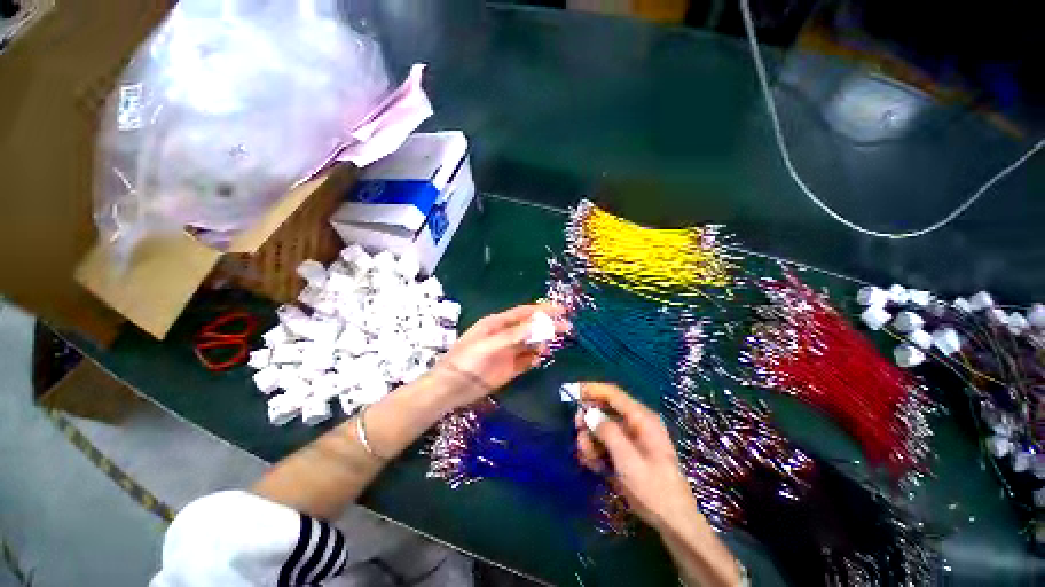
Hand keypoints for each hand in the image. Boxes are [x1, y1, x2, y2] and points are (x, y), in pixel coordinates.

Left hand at [432, 304, 567, 408]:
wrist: (451, 388)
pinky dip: (535, 358)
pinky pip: (527, 360)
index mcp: (497, 323)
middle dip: (547, 325)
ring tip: (553, 344)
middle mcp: (505, 335)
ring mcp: (508, 352)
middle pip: (530, 327)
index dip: (543, 310)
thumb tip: (539, 325)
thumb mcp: (489, 344)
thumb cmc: (467, 360)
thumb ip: (514, 335)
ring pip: (531, 343)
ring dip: (542, 342)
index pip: (524, 312)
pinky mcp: (510, 368)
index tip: (561, 310)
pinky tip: (539, 358)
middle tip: (567, 327)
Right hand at [575, 383, 699, 531]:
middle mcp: (635, 424)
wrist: (673, 522)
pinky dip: (595, 450)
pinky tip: (592, 464)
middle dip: (589, 420)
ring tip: (587, 457)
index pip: (612, 393)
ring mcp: (630, 439)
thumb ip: (608, 432)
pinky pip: (605, 443)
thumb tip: (589, 413)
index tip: (571, 392)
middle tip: (578, 433)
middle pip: (604, 410)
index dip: (591, 389)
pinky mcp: (625, 453)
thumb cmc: (654, 488)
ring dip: (590, 439)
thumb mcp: (628, 460)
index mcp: (641, 418)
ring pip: (601, 428)